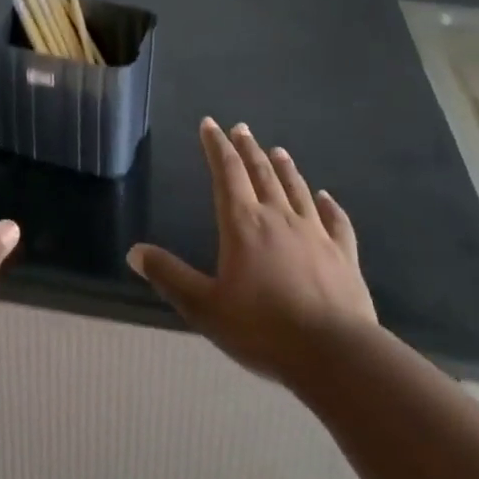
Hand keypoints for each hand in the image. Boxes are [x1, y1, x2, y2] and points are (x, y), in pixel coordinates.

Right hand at [128, 118, 375, 382]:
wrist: (335, 353)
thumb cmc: (263, 329)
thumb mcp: (205, 308)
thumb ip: (170, 277)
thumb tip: (134, 252)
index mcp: (243, 224)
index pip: (226, 172)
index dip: (216, 146)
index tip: (210, 124)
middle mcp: (278, 217)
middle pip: (261, 173)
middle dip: (248, 148)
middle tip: (241, 128)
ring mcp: (315, 233)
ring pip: (296, 189)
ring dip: (284, 168)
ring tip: (277, 150)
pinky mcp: (343, 254)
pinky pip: (336, 221)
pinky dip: (329, 205)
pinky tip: (326, 197)